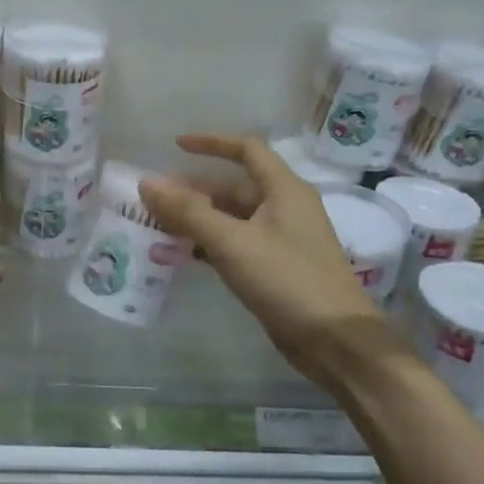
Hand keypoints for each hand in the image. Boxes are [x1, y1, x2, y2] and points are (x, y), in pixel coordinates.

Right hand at [138, 134, 402, 388]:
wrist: (335, 341)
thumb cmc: (287, 280)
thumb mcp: (232, 242)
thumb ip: (188, 211)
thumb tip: (148, 182)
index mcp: (284, 190)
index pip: (246, 149)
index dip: (211, 142)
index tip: (176, 147)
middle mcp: (286, 207)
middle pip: (235, 187)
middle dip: (196, 190)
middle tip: (157, 200)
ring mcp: (285, 238)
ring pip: (235, 217)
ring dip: (201, 218)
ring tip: (162, 226)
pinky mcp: (280, 266)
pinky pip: (239, 242)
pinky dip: (212, 242)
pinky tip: (186, 254)